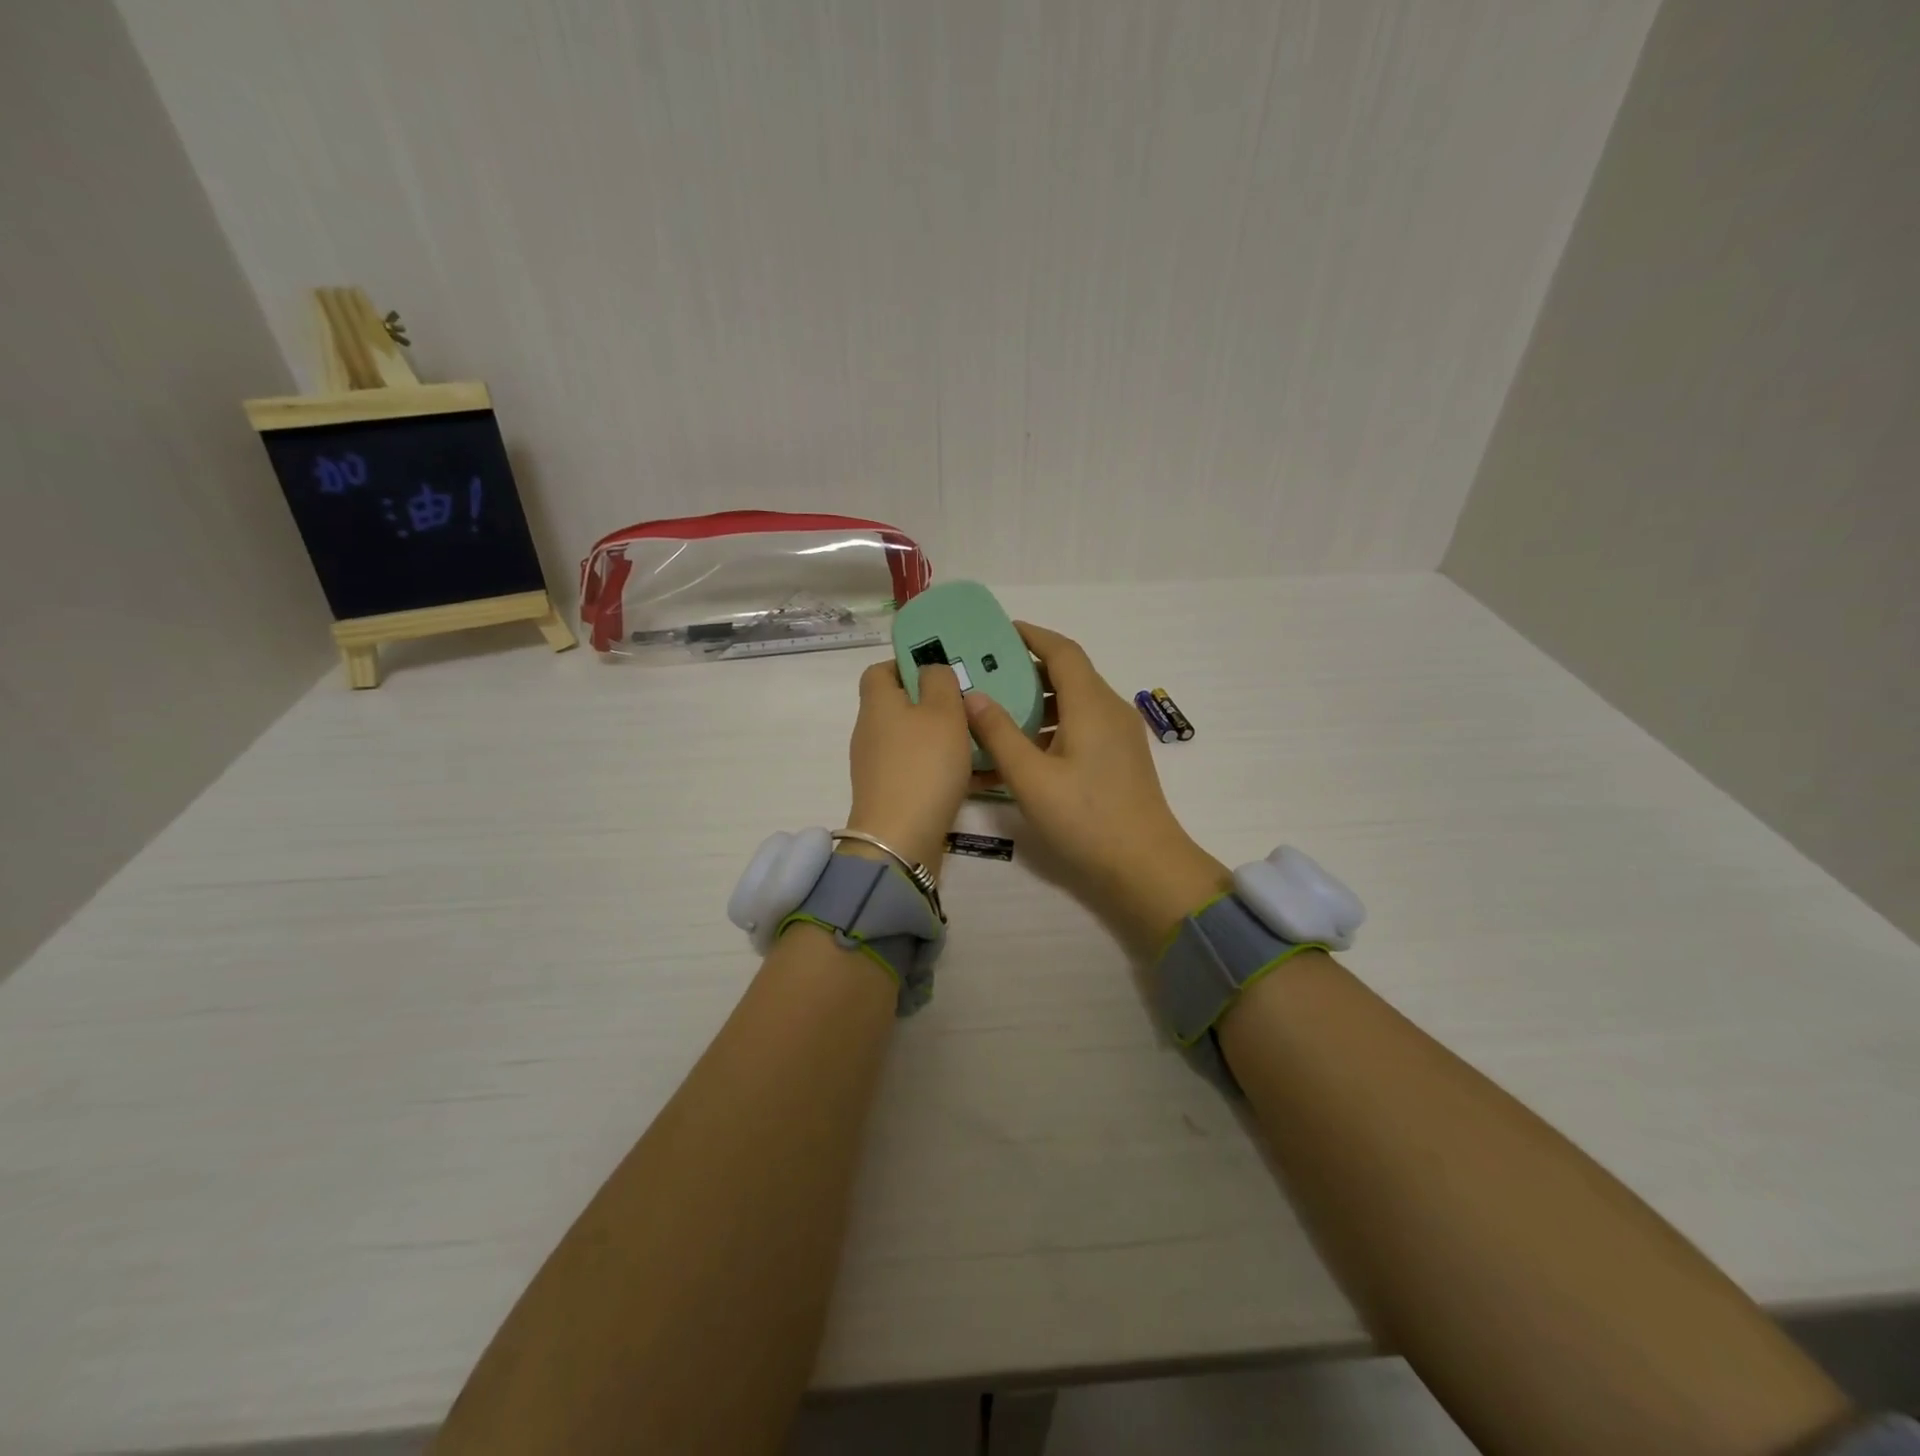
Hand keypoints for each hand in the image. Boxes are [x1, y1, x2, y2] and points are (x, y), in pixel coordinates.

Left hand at [844, 660, 972, 876]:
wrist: (901, 839)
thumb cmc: (924, 765)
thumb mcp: (942, 712)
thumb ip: (940, 682)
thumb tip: (930, 670)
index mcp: (878, 704)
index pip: (880, 670)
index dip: (907, 664)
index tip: (941, 670)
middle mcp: (872, 731)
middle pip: (902, 706)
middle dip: (936, 703)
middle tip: (971, 703)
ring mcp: (880, 766)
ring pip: (916, 740)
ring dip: (946, 737)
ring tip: (983, 737)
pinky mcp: (893, 794)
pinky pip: (923, 770)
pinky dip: (948, 769)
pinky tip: (983, 774)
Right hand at [962, 623, 1228, 953]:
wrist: (1144, 866)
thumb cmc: (1085, 819)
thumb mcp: (1030, 778)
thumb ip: (999, 734)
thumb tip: (972, 696)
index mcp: (1091, 704)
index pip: (1061, 651)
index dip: (1031, 635)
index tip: (998, 632)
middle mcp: (1109, 710)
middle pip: (1069, 674)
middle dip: (1028, 670)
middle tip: (988, 675)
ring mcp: (1119, 736)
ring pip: (1075, 703)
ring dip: (1039, 703)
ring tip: (998, 713)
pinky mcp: (1120, 759)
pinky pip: (1082, 727)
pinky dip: (1053, 728)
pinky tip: (1024, 752)